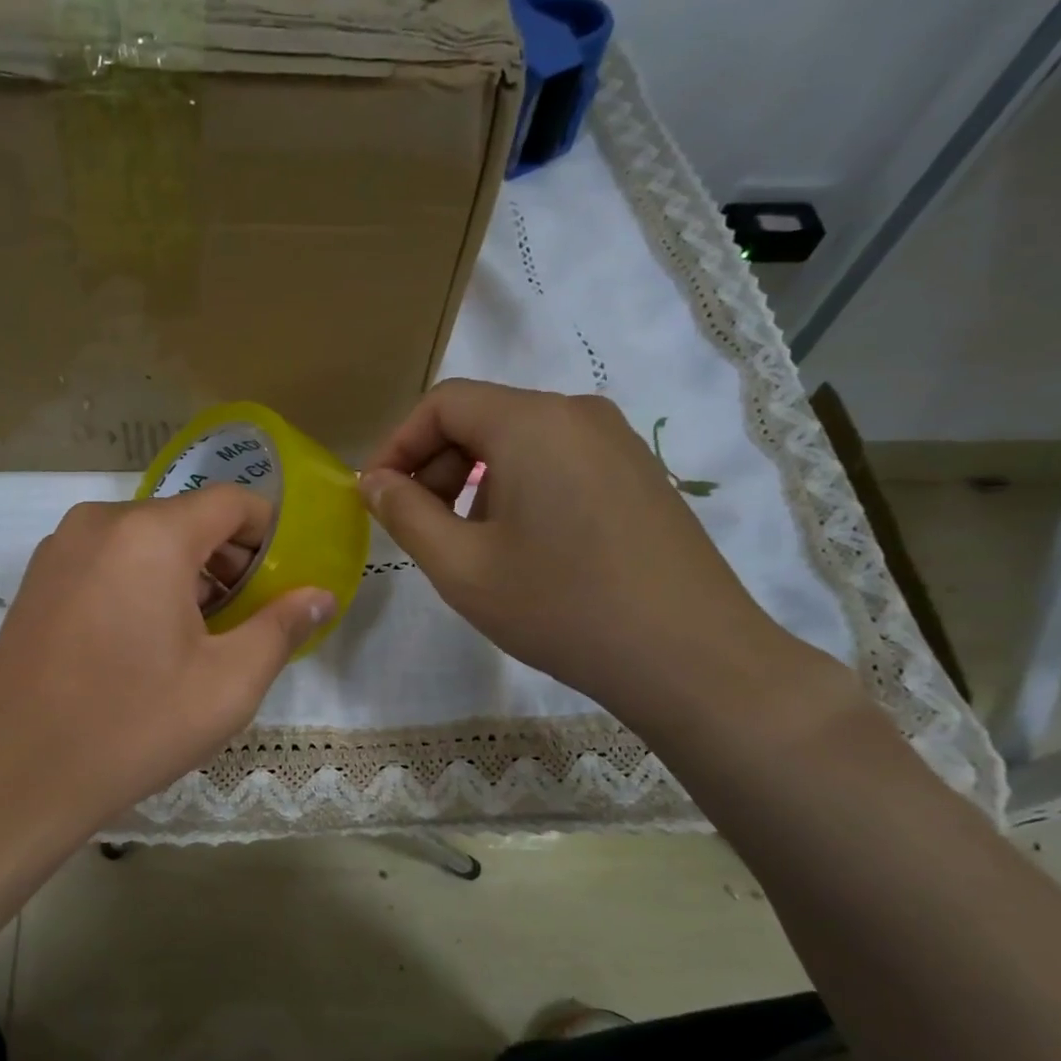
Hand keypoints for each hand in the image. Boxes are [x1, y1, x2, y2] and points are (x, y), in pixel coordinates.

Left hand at [0, 487, 334, 847]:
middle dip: (227, 560)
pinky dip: (139, 582)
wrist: (18, 778)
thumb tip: (320, 595)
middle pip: (186, 519)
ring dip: (183, 573)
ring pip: (144, 540)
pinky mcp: (35, 581)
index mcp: (151, 535)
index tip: (283, 580)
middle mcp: (99, 523)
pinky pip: (106, 561)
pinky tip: (141, 642)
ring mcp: (58, 550)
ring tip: (197, 636)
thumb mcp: (228, 684)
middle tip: (247, 618)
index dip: (270, 534)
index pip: (232, 502)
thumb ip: (282, 627)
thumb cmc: (134, 727)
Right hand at [360, 379, 827, 731]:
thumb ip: (405, 514)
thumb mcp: (460, 566)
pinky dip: (518, 492)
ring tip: (469, 548)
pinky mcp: (639, 475)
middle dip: (436, 468)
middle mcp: (578, 414)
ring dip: (474, 484)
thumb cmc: (559, 606)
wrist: (688, 656)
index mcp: (532, 423)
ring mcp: (618, 443)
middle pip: (483, 418)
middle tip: (420, 530)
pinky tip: (522, 551)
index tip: (376, 497)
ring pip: (519, 443)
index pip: (443, 403)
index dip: (398, 445)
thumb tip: (373, 481)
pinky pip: (558, 463)